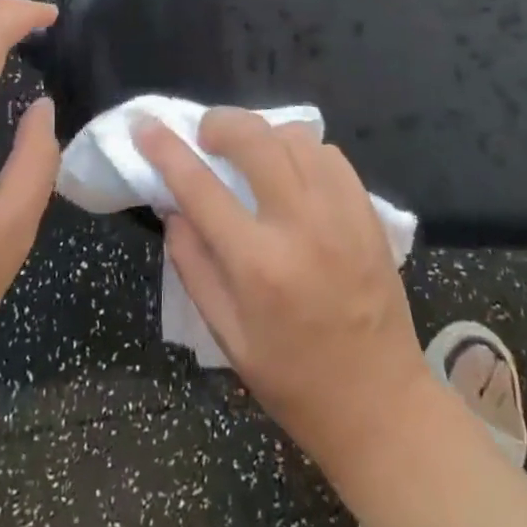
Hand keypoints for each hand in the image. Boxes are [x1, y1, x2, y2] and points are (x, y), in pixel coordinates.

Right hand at [135, 109, 431, 473]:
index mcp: (258, 265)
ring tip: (250, 153)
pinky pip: (329, 153)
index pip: (200, 187)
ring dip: (263, 134)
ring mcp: (340, 213)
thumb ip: (193, 265)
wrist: (380, 404)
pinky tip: (293, 170)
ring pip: (294, 136)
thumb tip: (173, 208)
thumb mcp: (227, 336)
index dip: (166, 150)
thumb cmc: (293, 379)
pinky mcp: (368, 211)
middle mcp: (300, 226)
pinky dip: (303, 150)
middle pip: (254, 139)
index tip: (146, 126)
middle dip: (221, 122)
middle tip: (207, 135)